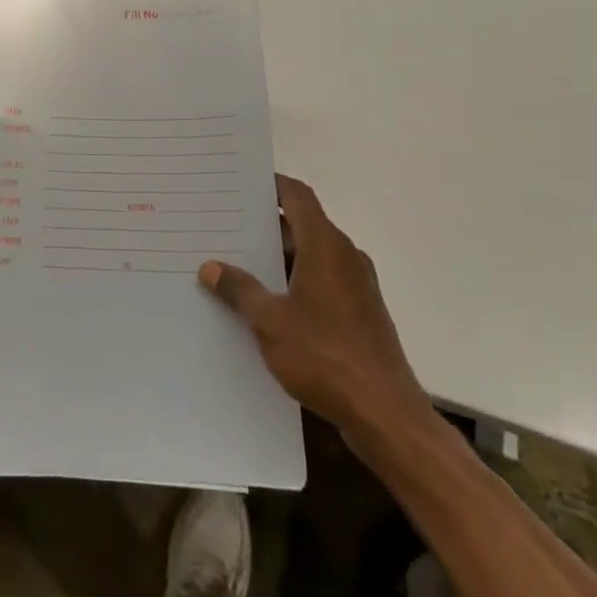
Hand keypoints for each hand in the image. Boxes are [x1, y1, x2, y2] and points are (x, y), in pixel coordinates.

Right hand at [199, 175, 435, 450]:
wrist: (385, 414)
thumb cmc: (325, 356)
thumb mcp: (270, 322)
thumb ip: (240, 290)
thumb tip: (211, 267)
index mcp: (326, 245)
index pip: (297, 196)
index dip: (271, 185)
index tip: (242, 182)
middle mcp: (345, 256)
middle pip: (302, 226)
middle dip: (264, 226)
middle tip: (225, 227)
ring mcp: (356, 286)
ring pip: (311, 257)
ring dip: (278, 259)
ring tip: (237, 266)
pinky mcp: (361, 313)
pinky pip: (322, 282)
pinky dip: (295, 282)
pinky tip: (267, 305)